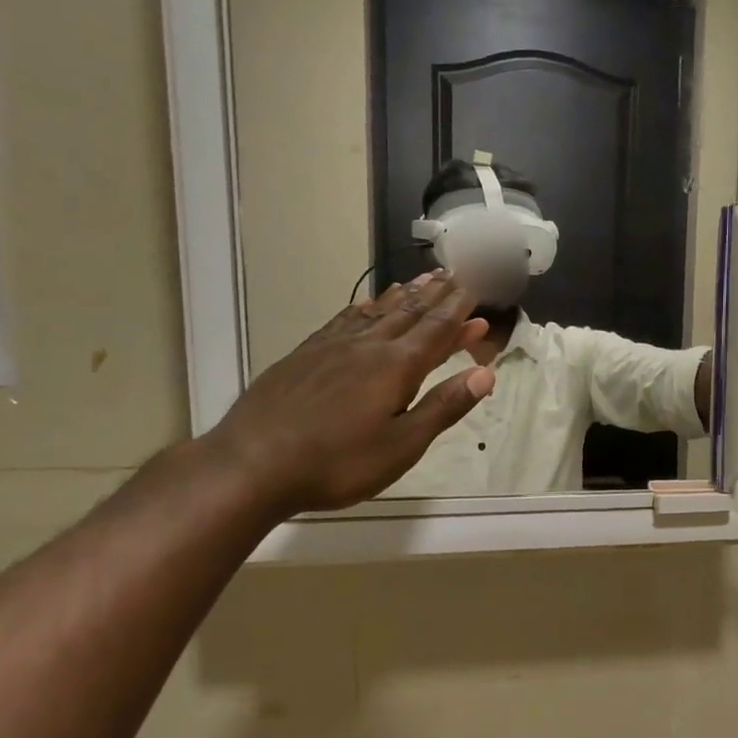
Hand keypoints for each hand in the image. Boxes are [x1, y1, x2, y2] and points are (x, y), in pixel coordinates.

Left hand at [202, 272, 494, 518]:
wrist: (252, 464)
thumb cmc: (337, 463)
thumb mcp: (402, 445)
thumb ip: (443, 406)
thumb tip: (485, 373)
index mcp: (396, 366)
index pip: (437, 328)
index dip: (459, 308)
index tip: (475, 286)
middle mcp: (367, 345)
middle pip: (409, 312)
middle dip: (436, 293)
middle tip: (454, 274)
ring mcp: (332, 347)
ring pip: (377, 311)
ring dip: (404, 295)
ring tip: (422, 279)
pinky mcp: (305, 354)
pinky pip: (344, 319)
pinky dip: (364, 307)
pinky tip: (366, 304)